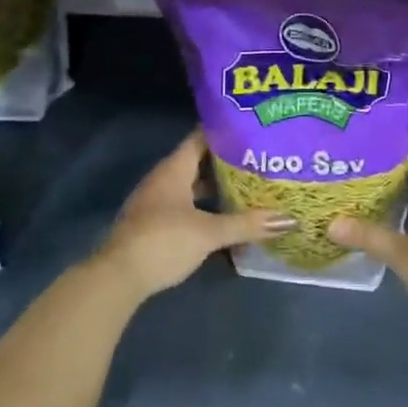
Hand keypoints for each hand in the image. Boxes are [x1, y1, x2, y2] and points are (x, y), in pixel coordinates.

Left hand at [95, 132, 295, 301]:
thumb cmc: (163, 241)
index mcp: (174, 169)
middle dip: (227, 161)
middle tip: (259, 158)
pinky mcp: (156, 224)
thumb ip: (247, 224)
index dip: (225, 131)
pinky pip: (187, 205)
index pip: (201, 137)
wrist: (118, 277)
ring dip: (217, 186)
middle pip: (199, 161)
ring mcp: (157, 202)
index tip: (252, 128)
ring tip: (249, 186)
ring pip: (193, 185)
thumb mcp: (209, 233)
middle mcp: (164, 179)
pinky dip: (206, 206)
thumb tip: (289, 219)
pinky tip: (226, 216)